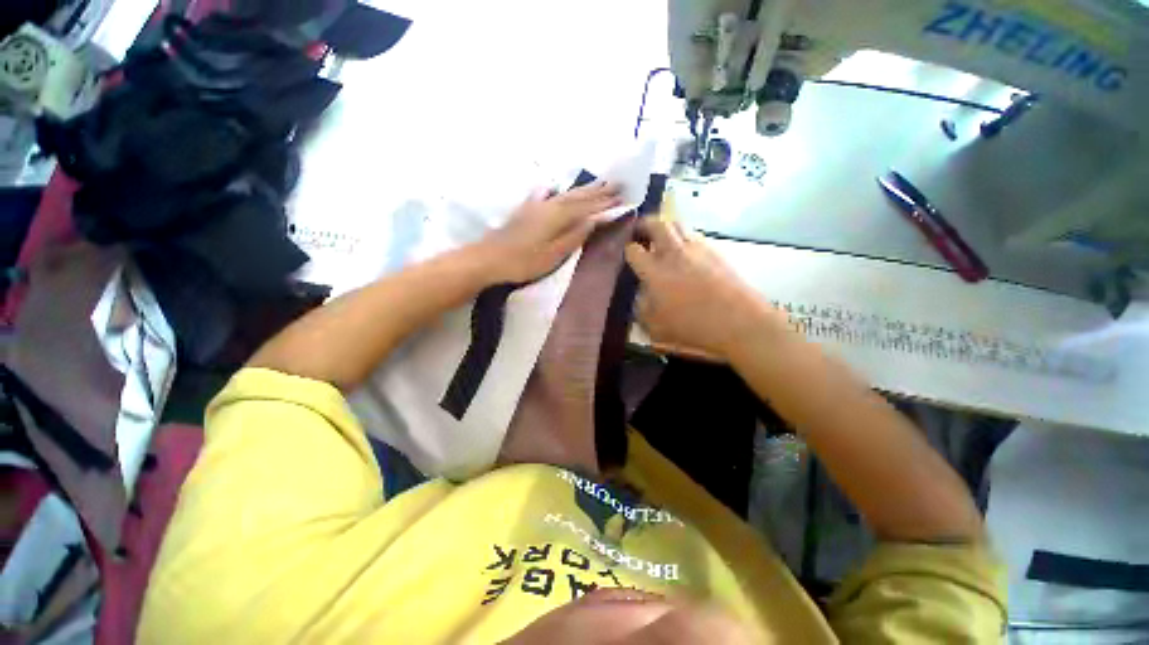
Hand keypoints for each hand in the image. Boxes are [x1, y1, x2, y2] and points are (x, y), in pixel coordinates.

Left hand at [481, 182, 621, 283]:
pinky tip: (553, 187)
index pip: (588, 208)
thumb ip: (575, 235)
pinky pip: (545, 195)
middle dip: (599, 191)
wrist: (489, 258)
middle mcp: (550, 205)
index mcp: (559, 217)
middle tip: (618, 184)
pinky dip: (554, 191)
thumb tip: (595, 219)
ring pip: (565, 194)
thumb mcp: (554, 253)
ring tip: (598, 183)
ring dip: (583, 189)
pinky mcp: (526, 210)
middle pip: (578, 196)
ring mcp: (536, 205)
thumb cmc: (524, 262)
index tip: (622, 198)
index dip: (605, 204)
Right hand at [624, 219, 784, 359]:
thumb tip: (640, 296)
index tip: (628, 253)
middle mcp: (674, 254)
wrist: (738, 321)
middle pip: (657, 224)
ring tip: (663, 239)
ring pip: (678, 224)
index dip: (628, 250)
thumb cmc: (693, 327)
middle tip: (641, 232)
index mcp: (655, 272)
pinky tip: (686, 253)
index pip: (634, 250)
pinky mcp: (715, 251)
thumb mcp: (656, 327)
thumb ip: (642, 309)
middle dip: (645, 224)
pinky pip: (695, 236)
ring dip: (666, 228)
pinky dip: (685, 238)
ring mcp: (697, 249)